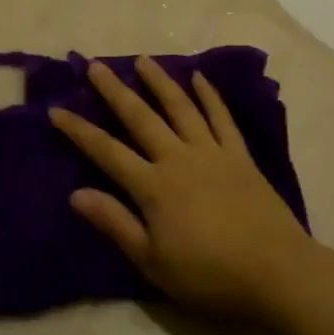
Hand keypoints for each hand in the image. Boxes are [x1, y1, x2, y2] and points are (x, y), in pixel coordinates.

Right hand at [48, 58, 310, 320]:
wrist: (277, 271)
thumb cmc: (210, 275)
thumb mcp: (153, 262)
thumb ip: (115, 224)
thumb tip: (76, 194)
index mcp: (154, 187)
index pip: (107, 152)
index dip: (79, 131)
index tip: (56, 109)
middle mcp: (179, 158)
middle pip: (141, 118)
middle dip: (115, 91)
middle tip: (97, 65)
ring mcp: (212, 152)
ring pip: (181, 107)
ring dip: (160, 82)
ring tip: (143, 59)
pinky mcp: (240, 156)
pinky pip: (221, 118)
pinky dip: (210, 95)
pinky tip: (199, 77)